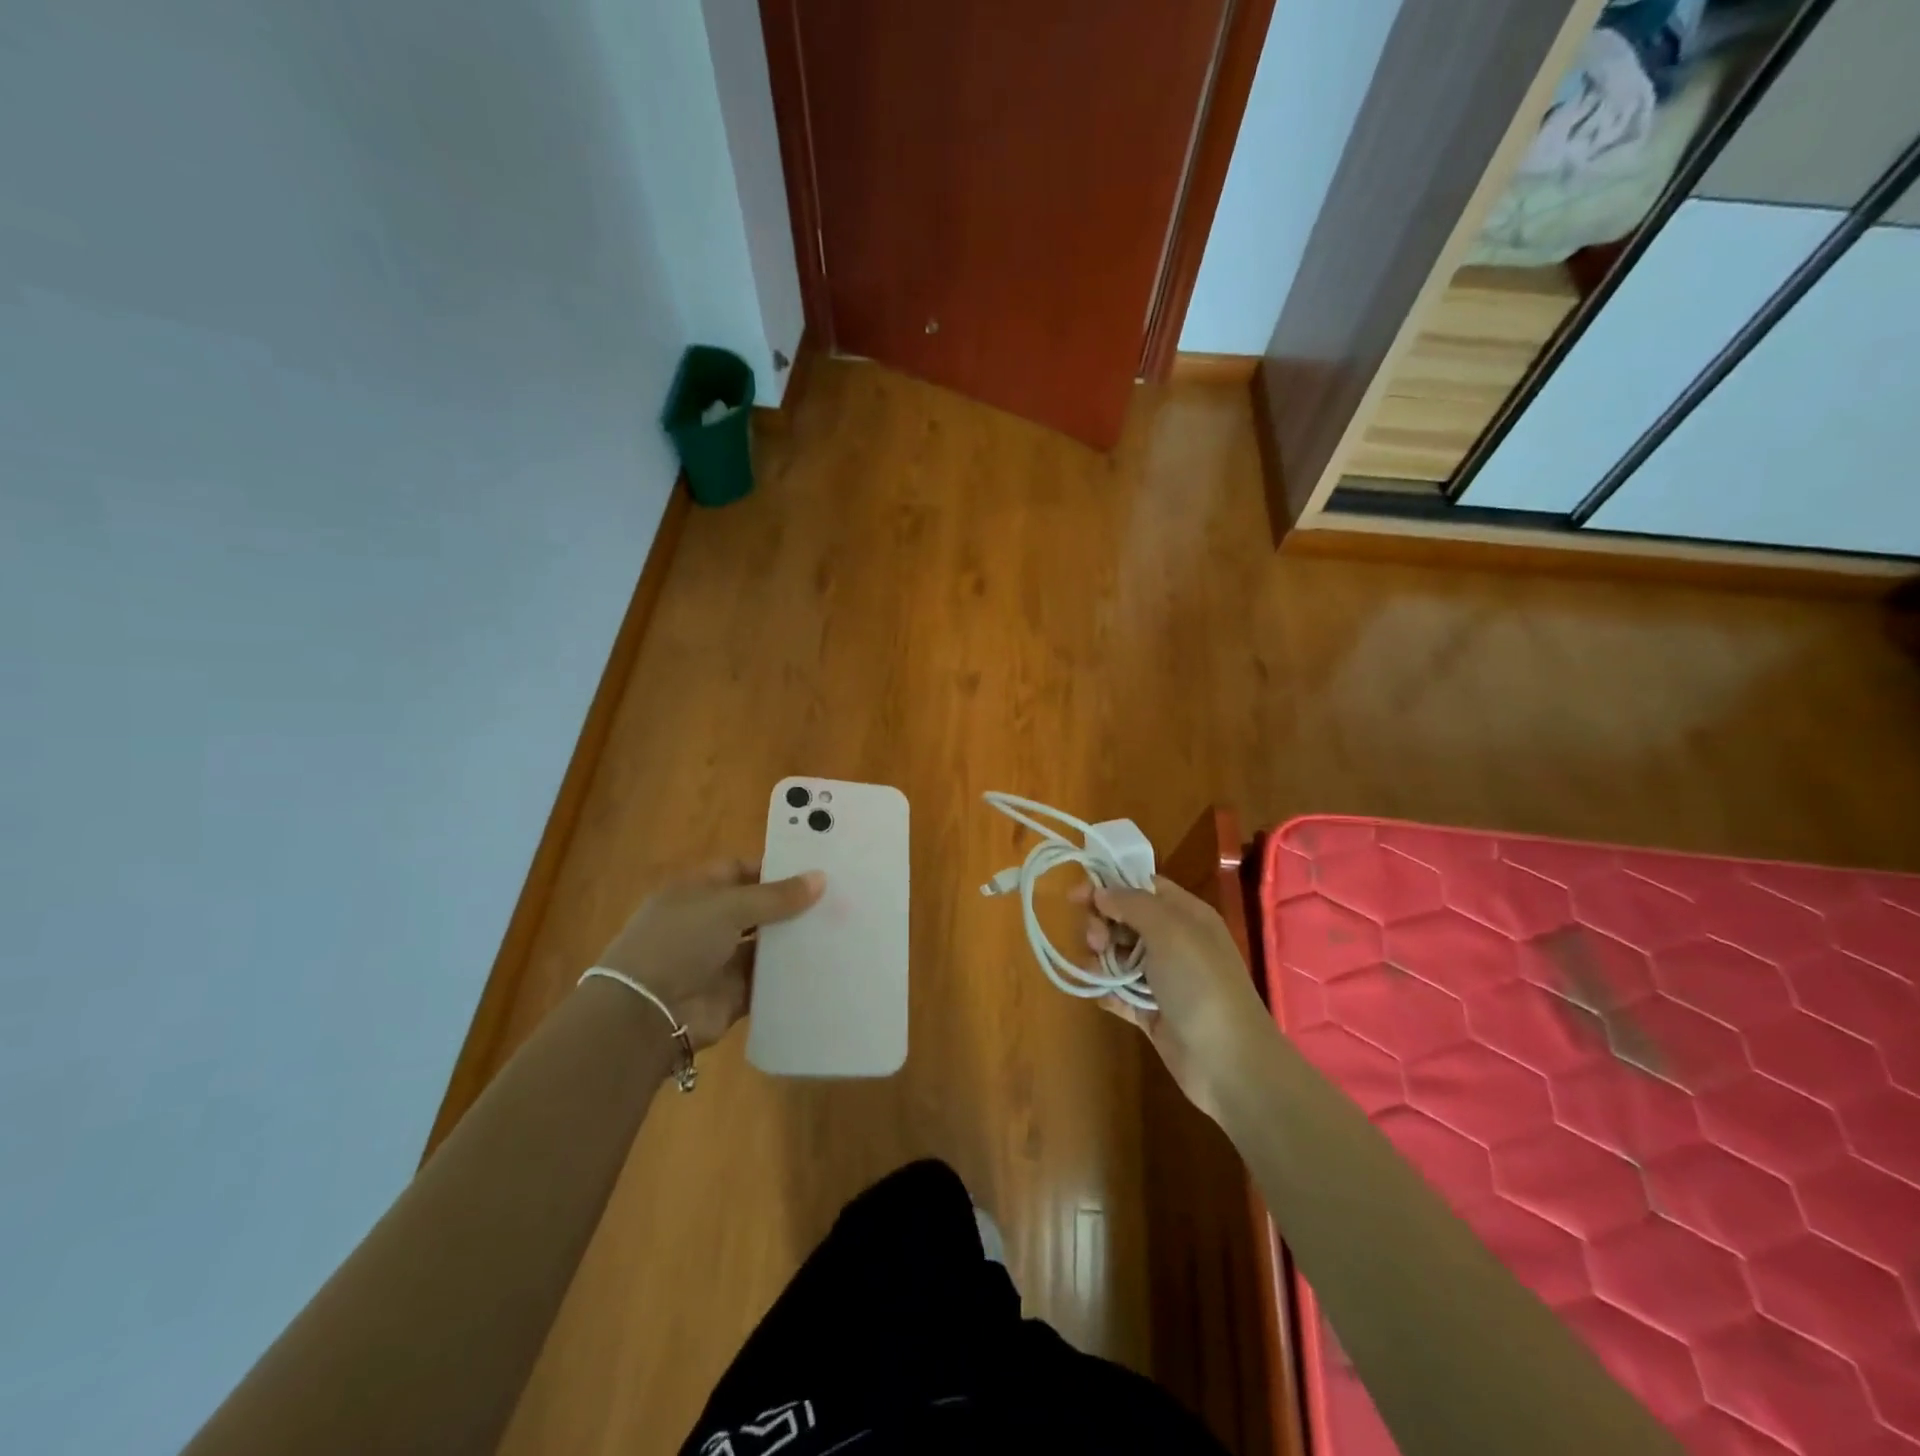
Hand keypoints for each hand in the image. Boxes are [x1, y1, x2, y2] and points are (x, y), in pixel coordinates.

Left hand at [594, 859, 823, 1050]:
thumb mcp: (728, 907)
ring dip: (794, 939)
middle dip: (791, 905)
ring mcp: (720, 960)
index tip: (814, 868)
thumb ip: (776, 895)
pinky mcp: (733, 994)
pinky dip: (790, 975)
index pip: (740, 871)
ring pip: (765, 945)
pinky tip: (825, 964)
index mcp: (697, 892)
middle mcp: (708, 923)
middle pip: (757, 908)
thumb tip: (821, 878)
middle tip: (839, 898)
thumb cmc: (679, 942)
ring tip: (841, 929)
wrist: (646, 1013)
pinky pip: (768, 980)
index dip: (773, 868)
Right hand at [1080, 876, 1275, 1123]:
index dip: (1108, 885)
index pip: (1141, 886)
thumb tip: (1101, 892)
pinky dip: (1107, 990)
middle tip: (1096, 942)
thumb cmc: (1200, 984)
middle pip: (1125, 919)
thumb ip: (1131, 904)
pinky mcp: (1152, 1010)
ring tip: (1099, 972)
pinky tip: (1102, 995)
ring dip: (1101, 958)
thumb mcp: (1168, 930)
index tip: (1075, 896)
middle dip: (1102, 925)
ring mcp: (1163, 977)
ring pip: (1119, 954)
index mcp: (1185, 914)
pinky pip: (1120, 991)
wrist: (1229, 1062)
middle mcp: (1174, 941)